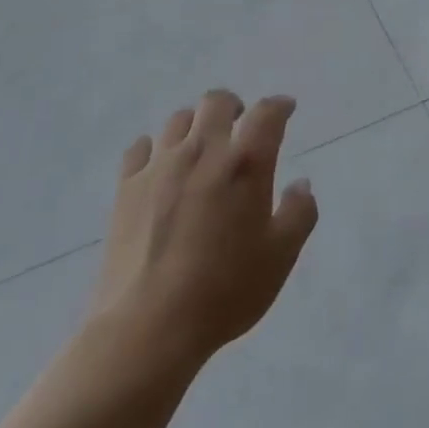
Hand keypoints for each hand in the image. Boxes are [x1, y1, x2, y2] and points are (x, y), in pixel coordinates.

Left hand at [85, 90, 318, 369]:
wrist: (148, 326)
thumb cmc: (224, 291)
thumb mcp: (280, 258)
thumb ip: (299, 213)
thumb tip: (301, 184)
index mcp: (245, 162)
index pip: (267, 113)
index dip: (280, 106)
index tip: (286, 109)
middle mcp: (203, 150)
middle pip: (217, 101)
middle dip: (234, 106)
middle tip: (240, 125)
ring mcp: (161, 164)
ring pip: (179, 119)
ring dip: (195, 125)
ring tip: (200, 146)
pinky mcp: (127, 186)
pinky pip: (140, 148)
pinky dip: (154, 149)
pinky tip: (158, 166)